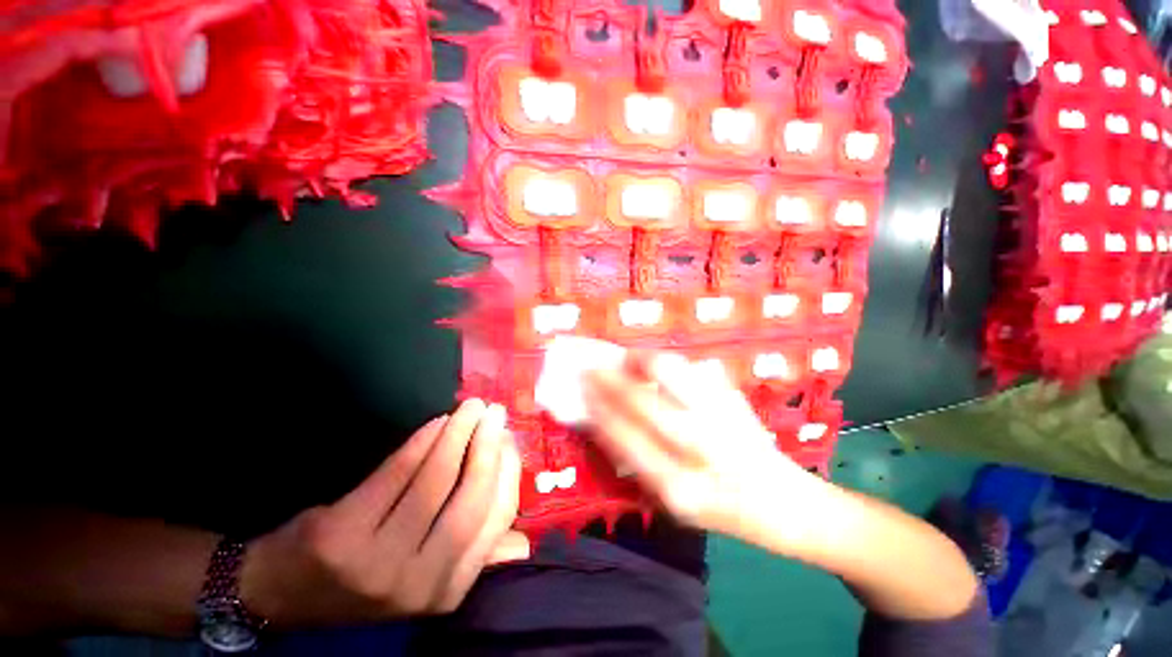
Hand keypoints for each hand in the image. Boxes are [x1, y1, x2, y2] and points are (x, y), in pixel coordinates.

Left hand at [240, 399, 528, 627]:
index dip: (508, 471)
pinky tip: (438, 422)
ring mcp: (377, 562)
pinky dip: (423, 441)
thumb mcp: (426, 580)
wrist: (285, 591)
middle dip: (488, 445)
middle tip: (494, 412)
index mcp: (447, 590)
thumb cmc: (368, 578)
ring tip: (471, 408)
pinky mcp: (342, 535)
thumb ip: (472, 559)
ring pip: (436, 480)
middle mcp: (419, 583)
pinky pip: (398, 473)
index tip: (510, 438)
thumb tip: (522, 541)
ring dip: (460, 433)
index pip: (496, 519)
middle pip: (472, 498)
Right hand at [584, 352, 819, 539]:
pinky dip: (667, 362)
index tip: (583, 392)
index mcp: (679, 487)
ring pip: (671, 372)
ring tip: (627, 359)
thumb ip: (635, 463)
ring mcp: (721, 418)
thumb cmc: (718, 509)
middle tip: (592, 367)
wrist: (782, 501)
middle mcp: (700, 449)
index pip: (625, 438)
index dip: (599, 409)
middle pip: (643, 401)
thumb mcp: (670, 502)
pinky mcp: (735, 398)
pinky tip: (656, 365)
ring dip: (640, 360)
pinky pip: (692, 368)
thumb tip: (603, 420)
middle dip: (609, 380)